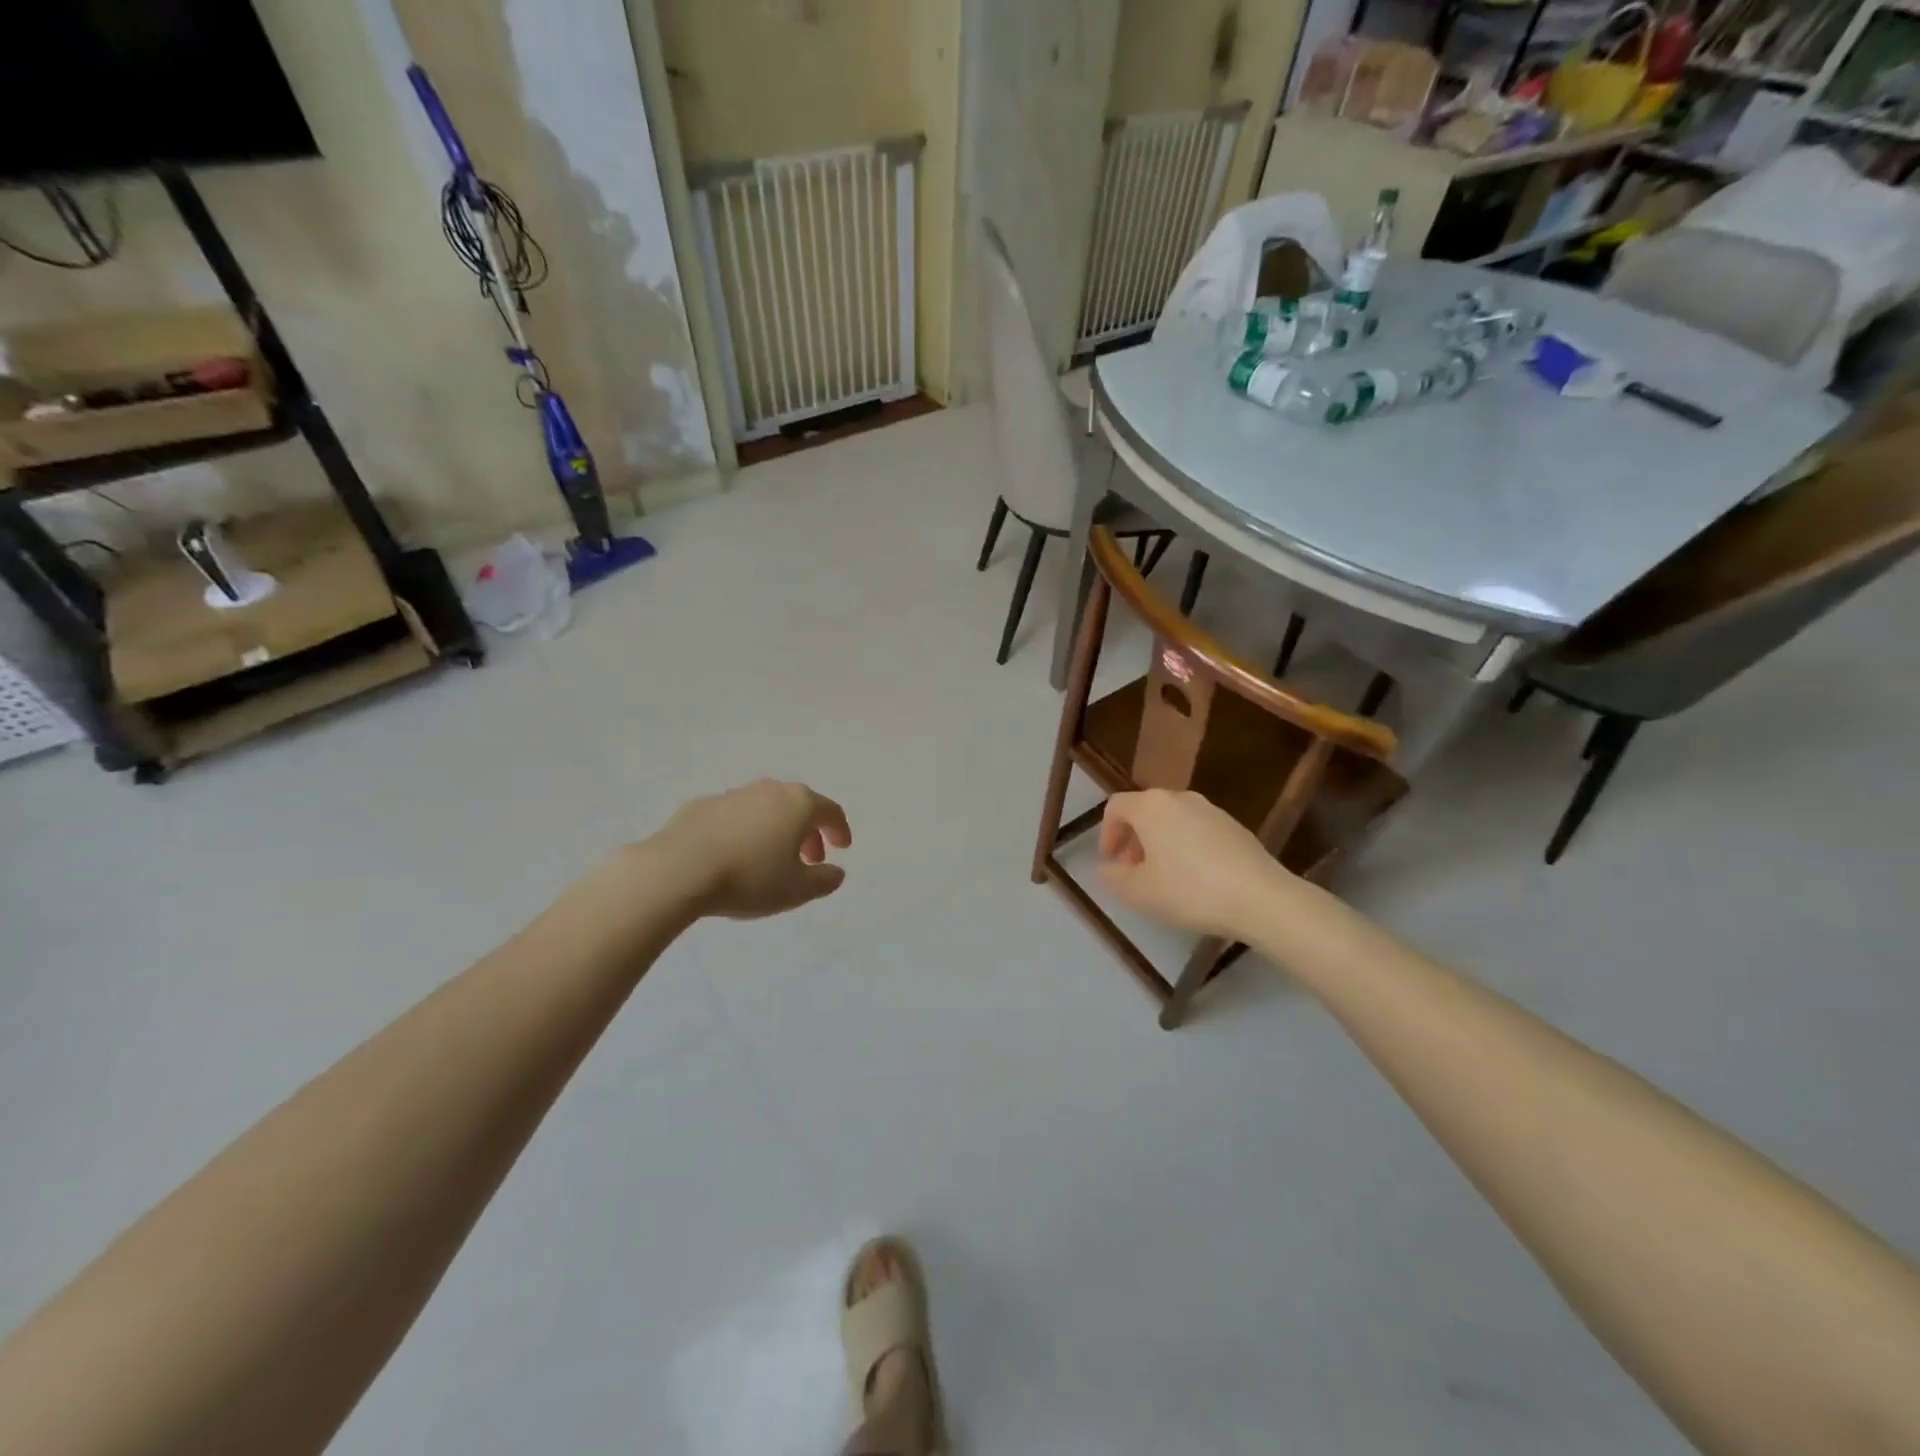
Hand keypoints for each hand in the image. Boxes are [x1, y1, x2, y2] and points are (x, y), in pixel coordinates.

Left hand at [655, 780, 852, 919]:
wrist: (678, 870)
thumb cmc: (749, 878)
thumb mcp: (797, 890)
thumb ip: (824, 880)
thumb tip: (836, 872)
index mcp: (798, 804)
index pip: (830, 811)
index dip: (840, 830)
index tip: (842, 848)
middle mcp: (768, 790)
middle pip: (798, 806)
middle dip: (808, 831)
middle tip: (809, 859)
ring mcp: (732, 795)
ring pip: (764, 808)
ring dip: (774, 829)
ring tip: (769, 858)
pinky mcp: (701, 805)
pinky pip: (733, 817)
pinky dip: (742, 831)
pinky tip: (733, 855)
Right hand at [1098, 789, 1296, 940]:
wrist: (1260, 898)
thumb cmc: (1190, 890)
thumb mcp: (1139, 892)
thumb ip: (1113, 878)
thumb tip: (1107, 868)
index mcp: (1151, 806)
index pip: (1116, 807)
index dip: (1106, 833)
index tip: (1110, 861)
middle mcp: (1180, 798)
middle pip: (1145, 811)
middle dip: (1134, 839)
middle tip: (1134, 871)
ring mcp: (1212, 810)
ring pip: (1173, 820)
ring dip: (1160, 843)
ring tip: (1164, 878)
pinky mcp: (1235, 826)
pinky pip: (1198, 831)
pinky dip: (1186, 847)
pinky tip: (1196, 880)